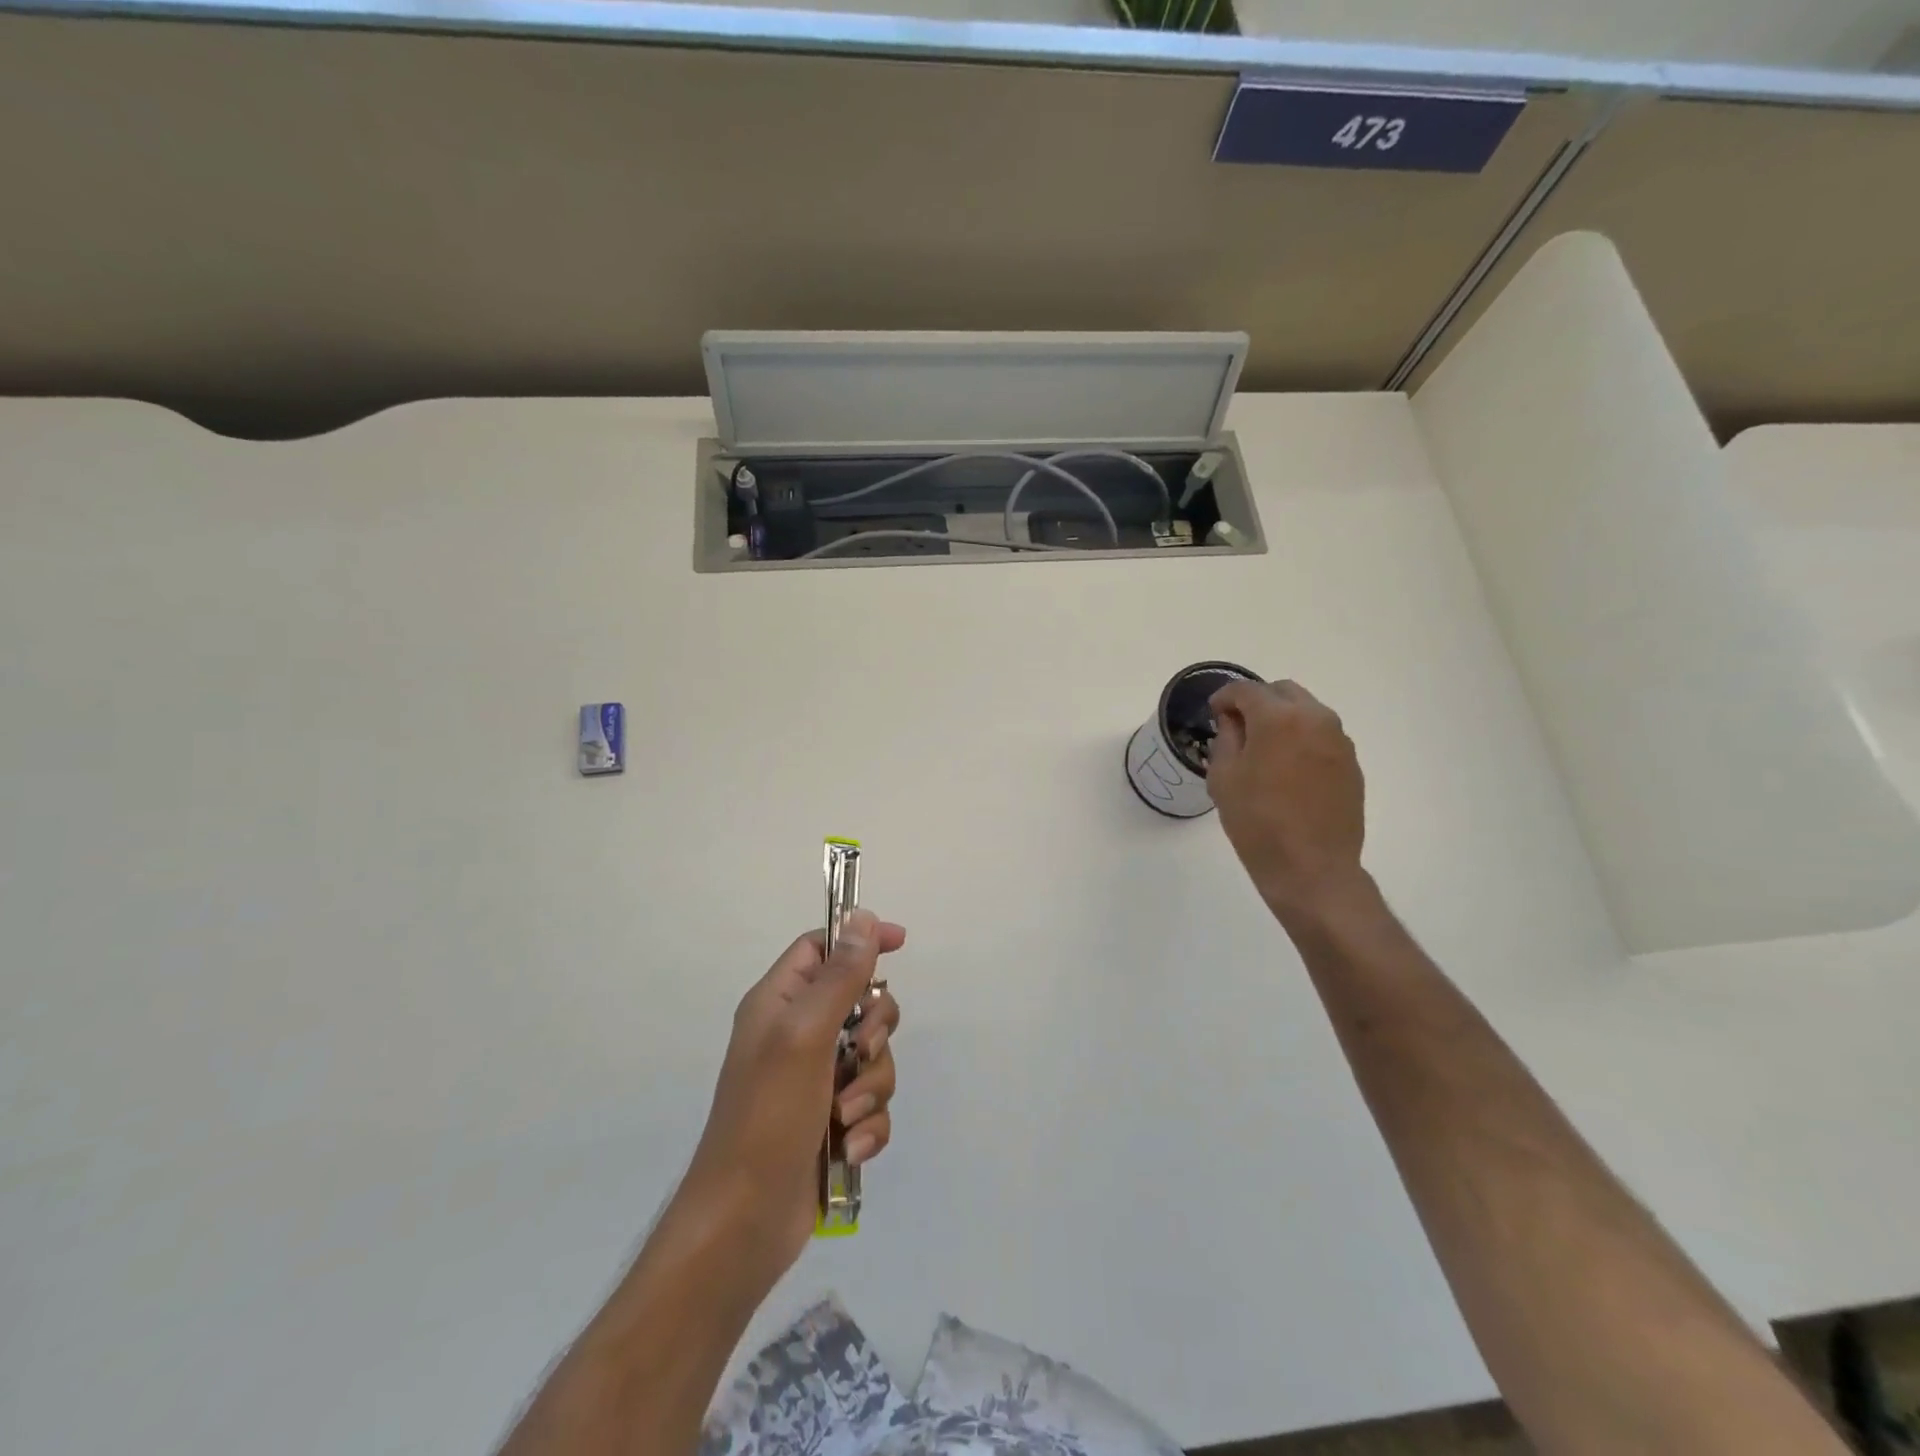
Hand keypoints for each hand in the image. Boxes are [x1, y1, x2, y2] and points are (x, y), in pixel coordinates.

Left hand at [681, 909, 903, 1282]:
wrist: (743, 1224)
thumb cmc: (768, 1116)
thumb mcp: (805, 1034)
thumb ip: (839, 976)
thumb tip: (864, 917)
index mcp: (779, 1002)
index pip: (821, 947)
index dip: (859, 939)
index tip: (900, 944)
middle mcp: (797, 1034)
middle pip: (860, 1003)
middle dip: (876, 1030)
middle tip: (861, 1051)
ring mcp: (815, 1081)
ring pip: (873, 1058)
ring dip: (870, 1086)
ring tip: (845, 1116)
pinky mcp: (832, 1122)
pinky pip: (871, 1104)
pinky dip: (868, 1124)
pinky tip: (849, 1148)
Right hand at [1207, 679, 1368, 926]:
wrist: (1311, 868)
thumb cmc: (1257, 822)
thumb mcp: (1224, 777)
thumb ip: (1226, 738)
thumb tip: (1233, 721)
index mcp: (1278, 718)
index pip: (1246, 690)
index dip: (1224, 698)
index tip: (1214, 713)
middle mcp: (1315, 718)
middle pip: (1282, 692)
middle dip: (1257, 701)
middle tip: (1238, 726)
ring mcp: (1339, 740)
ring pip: (1306, 711)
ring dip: (1282, 719)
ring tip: (1263, 748)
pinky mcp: (1351, 763)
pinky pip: (1321, 735)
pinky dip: (1301, 739)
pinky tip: (1287, 769)